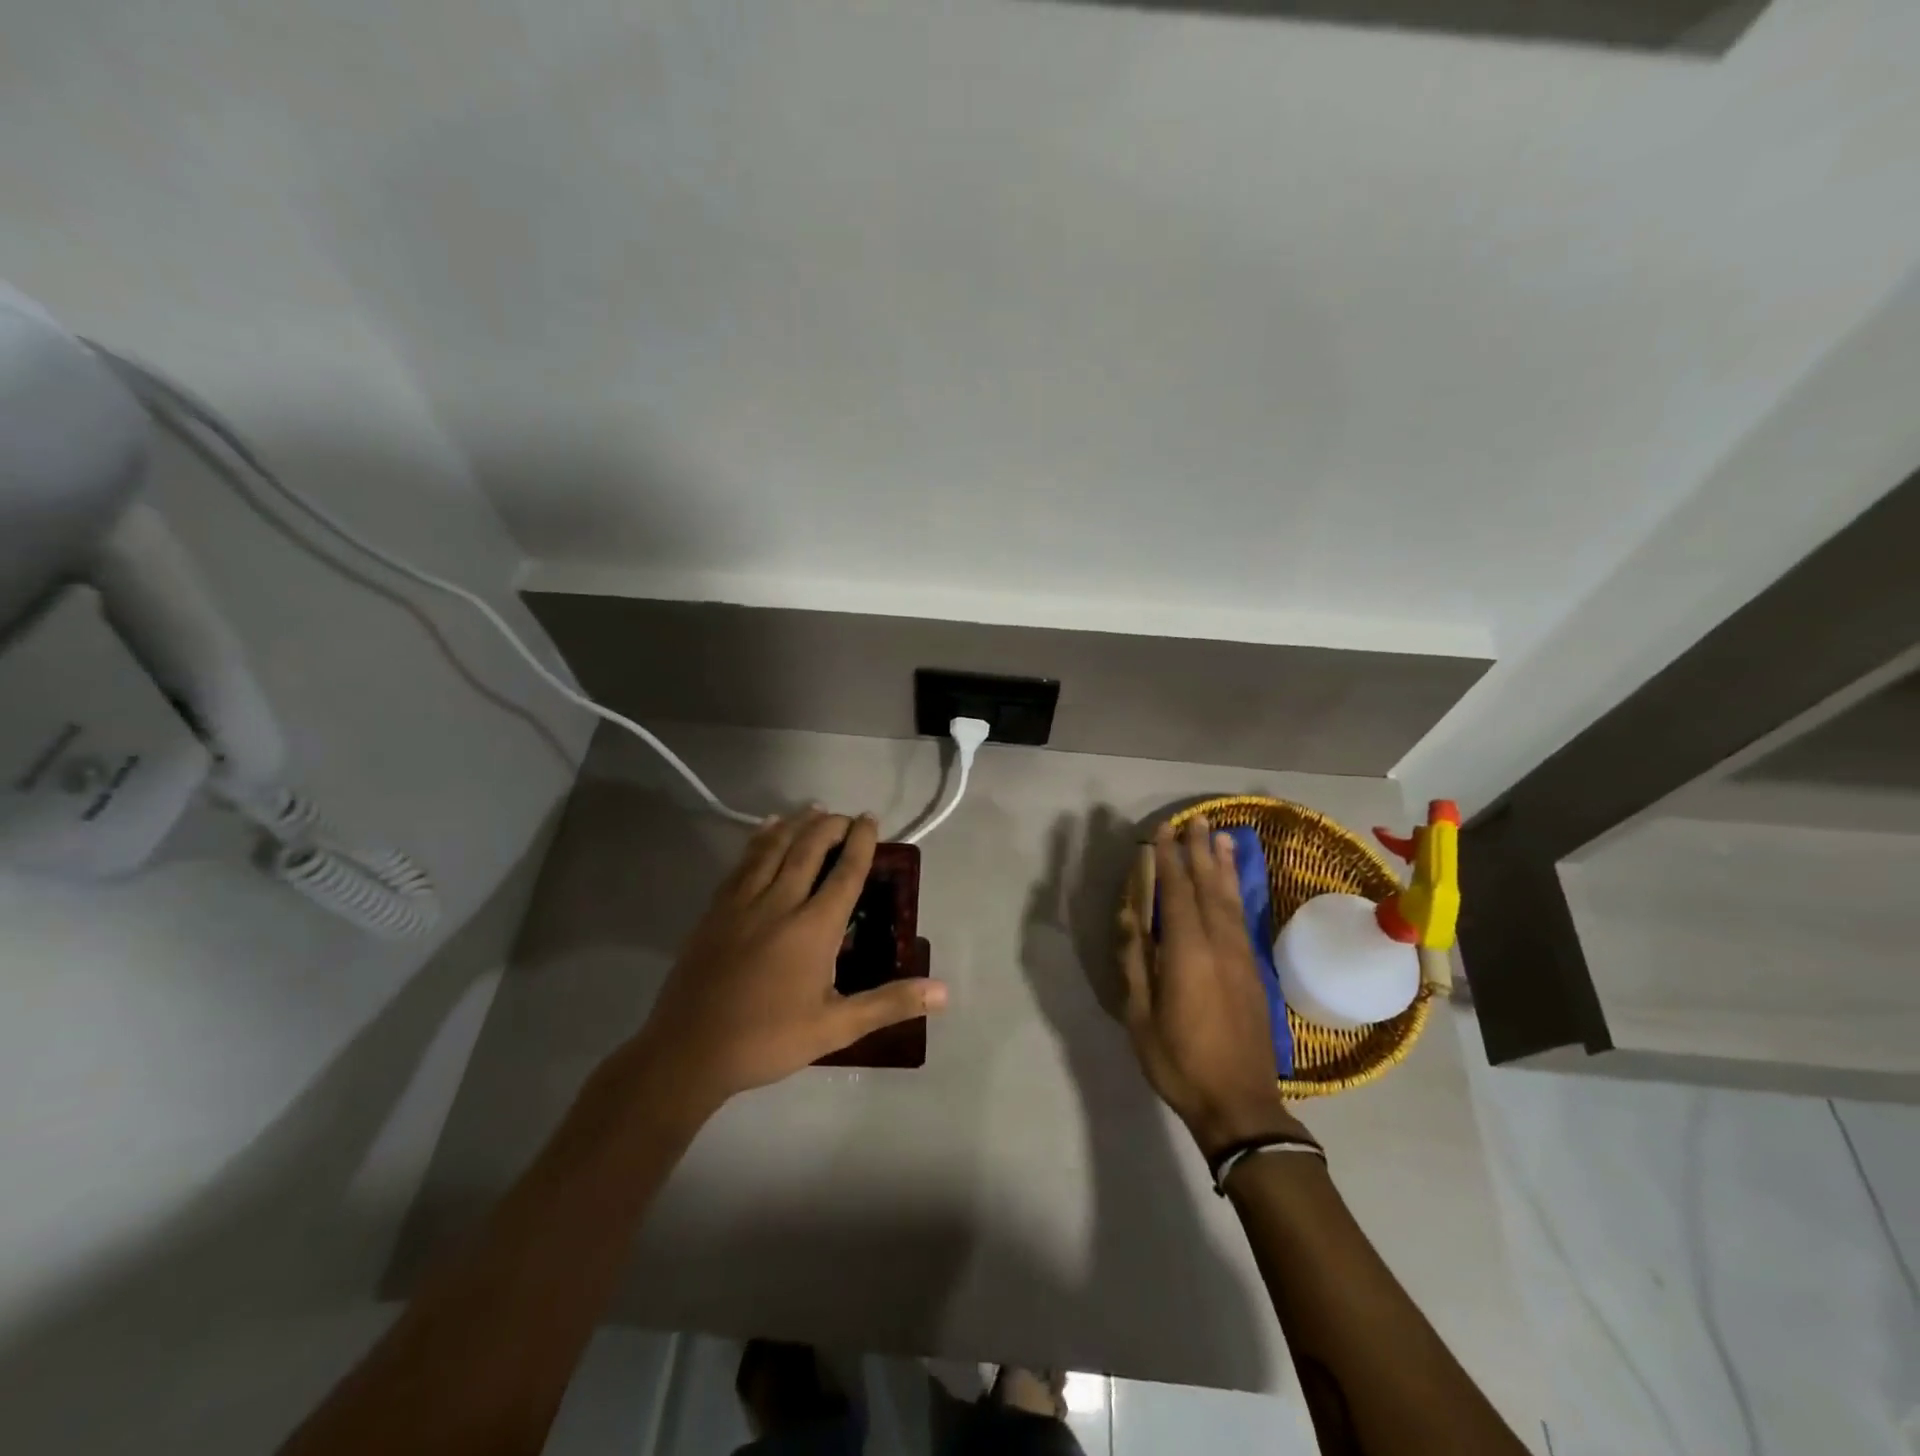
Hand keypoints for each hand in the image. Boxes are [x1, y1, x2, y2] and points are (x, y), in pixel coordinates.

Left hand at [627, 810, 947, 1116]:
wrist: (688, 1051)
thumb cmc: (768, 1040)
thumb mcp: (836, 1027)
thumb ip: (889, 1003)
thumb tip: (943, 992)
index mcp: (813, 928)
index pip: (845, 872)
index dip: (861, 842)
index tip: (870, 819)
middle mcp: (780, 902)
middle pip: (809, 848)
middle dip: (831, 825)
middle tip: (846, 817)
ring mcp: (743, 902)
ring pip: (774, 847)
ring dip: (797, 823)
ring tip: (813, 809)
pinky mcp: (716, 909)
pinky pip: (743, 861)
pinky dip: (760, 839)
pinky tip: (766, 829)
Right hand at [1118, 816, 1306, 1158]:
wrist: (1241, 1105)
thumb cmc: (1180, 1062)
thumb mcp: (1141, 1018)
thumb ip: (1136, 963)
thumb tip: (1130, 918)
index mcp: (1187, 953)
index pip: (1176, 893)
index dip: (1168, 859)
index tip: (1162, 831)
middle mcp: (1218, 945)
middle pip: (1208, 887)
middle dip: (1199, 851)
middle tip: (1195, 819)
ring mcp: (1241, 957)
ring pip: (1231, 899)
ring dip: (1223, 866)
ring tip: (1221, 836)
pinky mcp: (1254, 971)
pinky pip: (1243, 918)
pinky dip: (1237, 893)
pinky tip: (1233, 884)